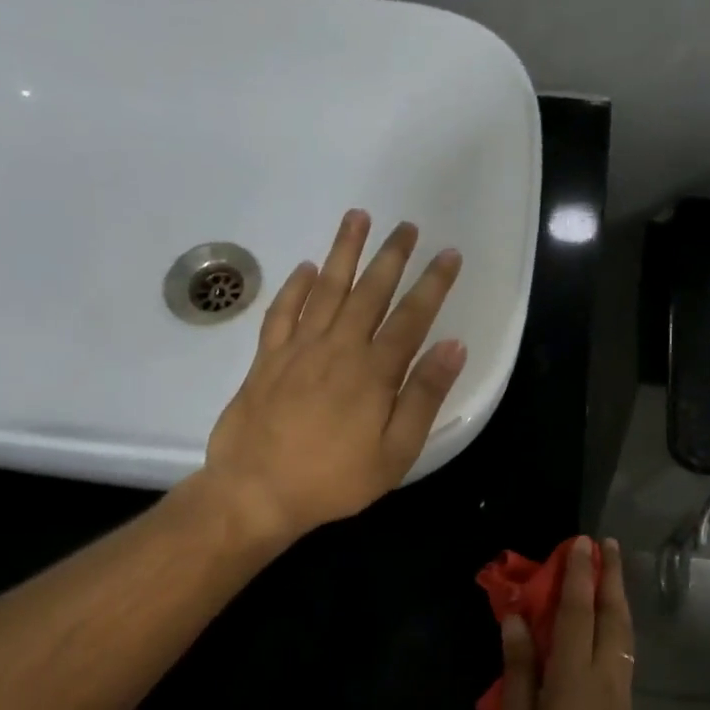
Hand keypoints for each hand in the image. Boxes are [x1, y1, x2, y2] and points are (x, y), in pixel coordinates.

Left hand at [195, 208, 464, 546]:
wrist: (256, 492)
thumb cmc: (335, 479)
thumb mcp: (395, 451)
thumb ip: (424, 396)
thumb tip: (453, 346)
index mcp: (374, 371)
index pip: (411, 316)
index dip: (433, 283)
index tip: (448, 254)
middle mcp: (338, 347)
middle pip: (370, 291)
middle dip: (392, 256)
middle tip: (407, 226)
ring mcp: (298, 348)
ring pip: (326, 288)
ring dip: (344, 251)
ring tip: (357, 217)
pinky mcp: (267, 358)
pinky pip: (283, 311)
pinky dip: (296, 286)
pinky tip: (307, 267)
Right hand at [501, 537, 638, 709]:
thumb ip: (520, 669)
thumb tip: (516, 620)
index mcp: (574, 675)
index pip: (578, 612)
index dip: (579, 575)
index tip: (580, 543)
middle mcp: (604, 673)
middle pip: (612, 613)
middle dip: (611, 575)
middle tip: (607, 545)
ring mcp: (620, 688)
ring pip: (624, 630)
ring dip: (619, 595)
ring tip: (612, 571)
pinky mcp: (625, 703)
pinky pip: (625, 648)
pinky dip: (619, 621)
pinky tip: (612, 620)